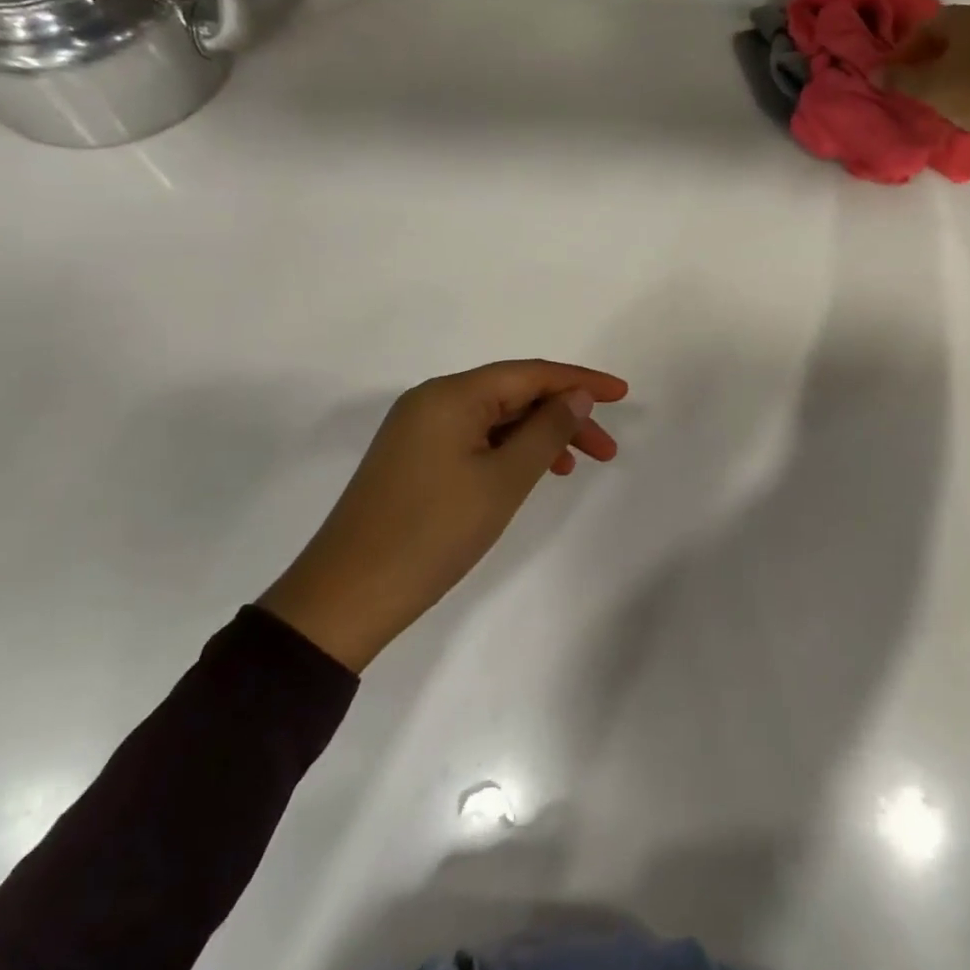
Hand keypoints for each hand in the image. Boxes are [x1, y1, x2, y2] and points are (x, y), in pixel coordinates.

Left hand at [259, 360, 627, 671]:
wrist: (346, 597)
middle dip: (563, 414)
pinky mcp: (412, 458)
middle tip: (607, 449)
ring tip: (574, 465)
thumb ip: (547, 431)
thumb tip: (576, 395)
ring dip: (538, 435)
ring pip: (494, 418)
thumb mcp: (502, 481)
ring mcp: (418, 430)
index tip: (623, 394)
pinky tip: (528, 473)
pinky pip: (473, 439)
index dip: (580, 380)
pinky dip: (508, 450)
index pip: (530, 373)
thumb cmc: (433, 534)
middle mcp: (432, 400)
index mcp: (451, 395)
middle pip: (513, 394)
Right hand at [880, 3, 969, 147]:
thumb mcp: (928, 87)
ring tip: (937, 90)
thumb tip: (873, 73)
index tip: (893, 74)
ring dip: (951, 65)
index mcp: (965, 15)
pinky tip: (964, 94)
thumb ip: (898, 78)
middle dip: (928, 56)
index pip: (925, 27)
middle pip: (950, 34)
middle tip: (914, 82)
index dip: (904, 51)